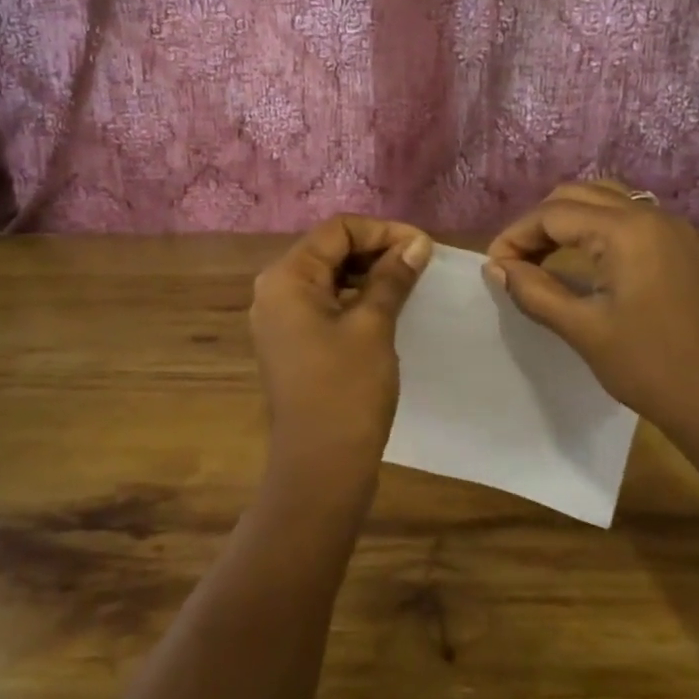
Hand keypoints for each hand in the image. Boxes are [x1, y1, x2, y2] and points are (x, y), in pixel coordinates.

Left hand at [249, 215, 433, 473]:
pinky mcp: (292, 340)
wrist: (320, 468)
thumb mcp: (373, 326)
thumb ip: (392, 277)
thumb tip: (417, 243)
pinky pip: (324, 302)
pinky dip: (355, 297)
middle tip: (420, 263)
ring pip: (328, 275)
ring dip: (368, 273)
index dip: (382, 231)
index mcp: (287, 277)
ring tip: (409, 281)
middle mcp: (275, 289)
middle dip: (376, 249)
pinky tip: (387, 306)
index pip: (337, 230)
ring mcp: (280, 317)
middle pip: (329, 249)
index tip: (422, 247)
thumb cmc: (346, 390)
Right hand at [484, 182, 698, 448]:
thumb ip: (533, 290)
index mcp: (626, 230)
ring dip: (565, 221)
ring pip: (601, 201)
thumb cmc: (650, 367)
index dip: (516, 235)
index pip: (553, 214)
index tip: (493, 267)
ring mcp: (670, 228)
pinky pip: (625, 216)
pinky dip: (593, 227)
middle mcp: (649, 215)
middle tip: (513, 262)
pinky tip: (579, 259)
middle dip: (538, 224)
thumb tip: (495, 267)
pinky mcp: (679, 246)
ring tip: (539, 258)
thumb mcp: (582, 329)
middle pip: (576, 196)